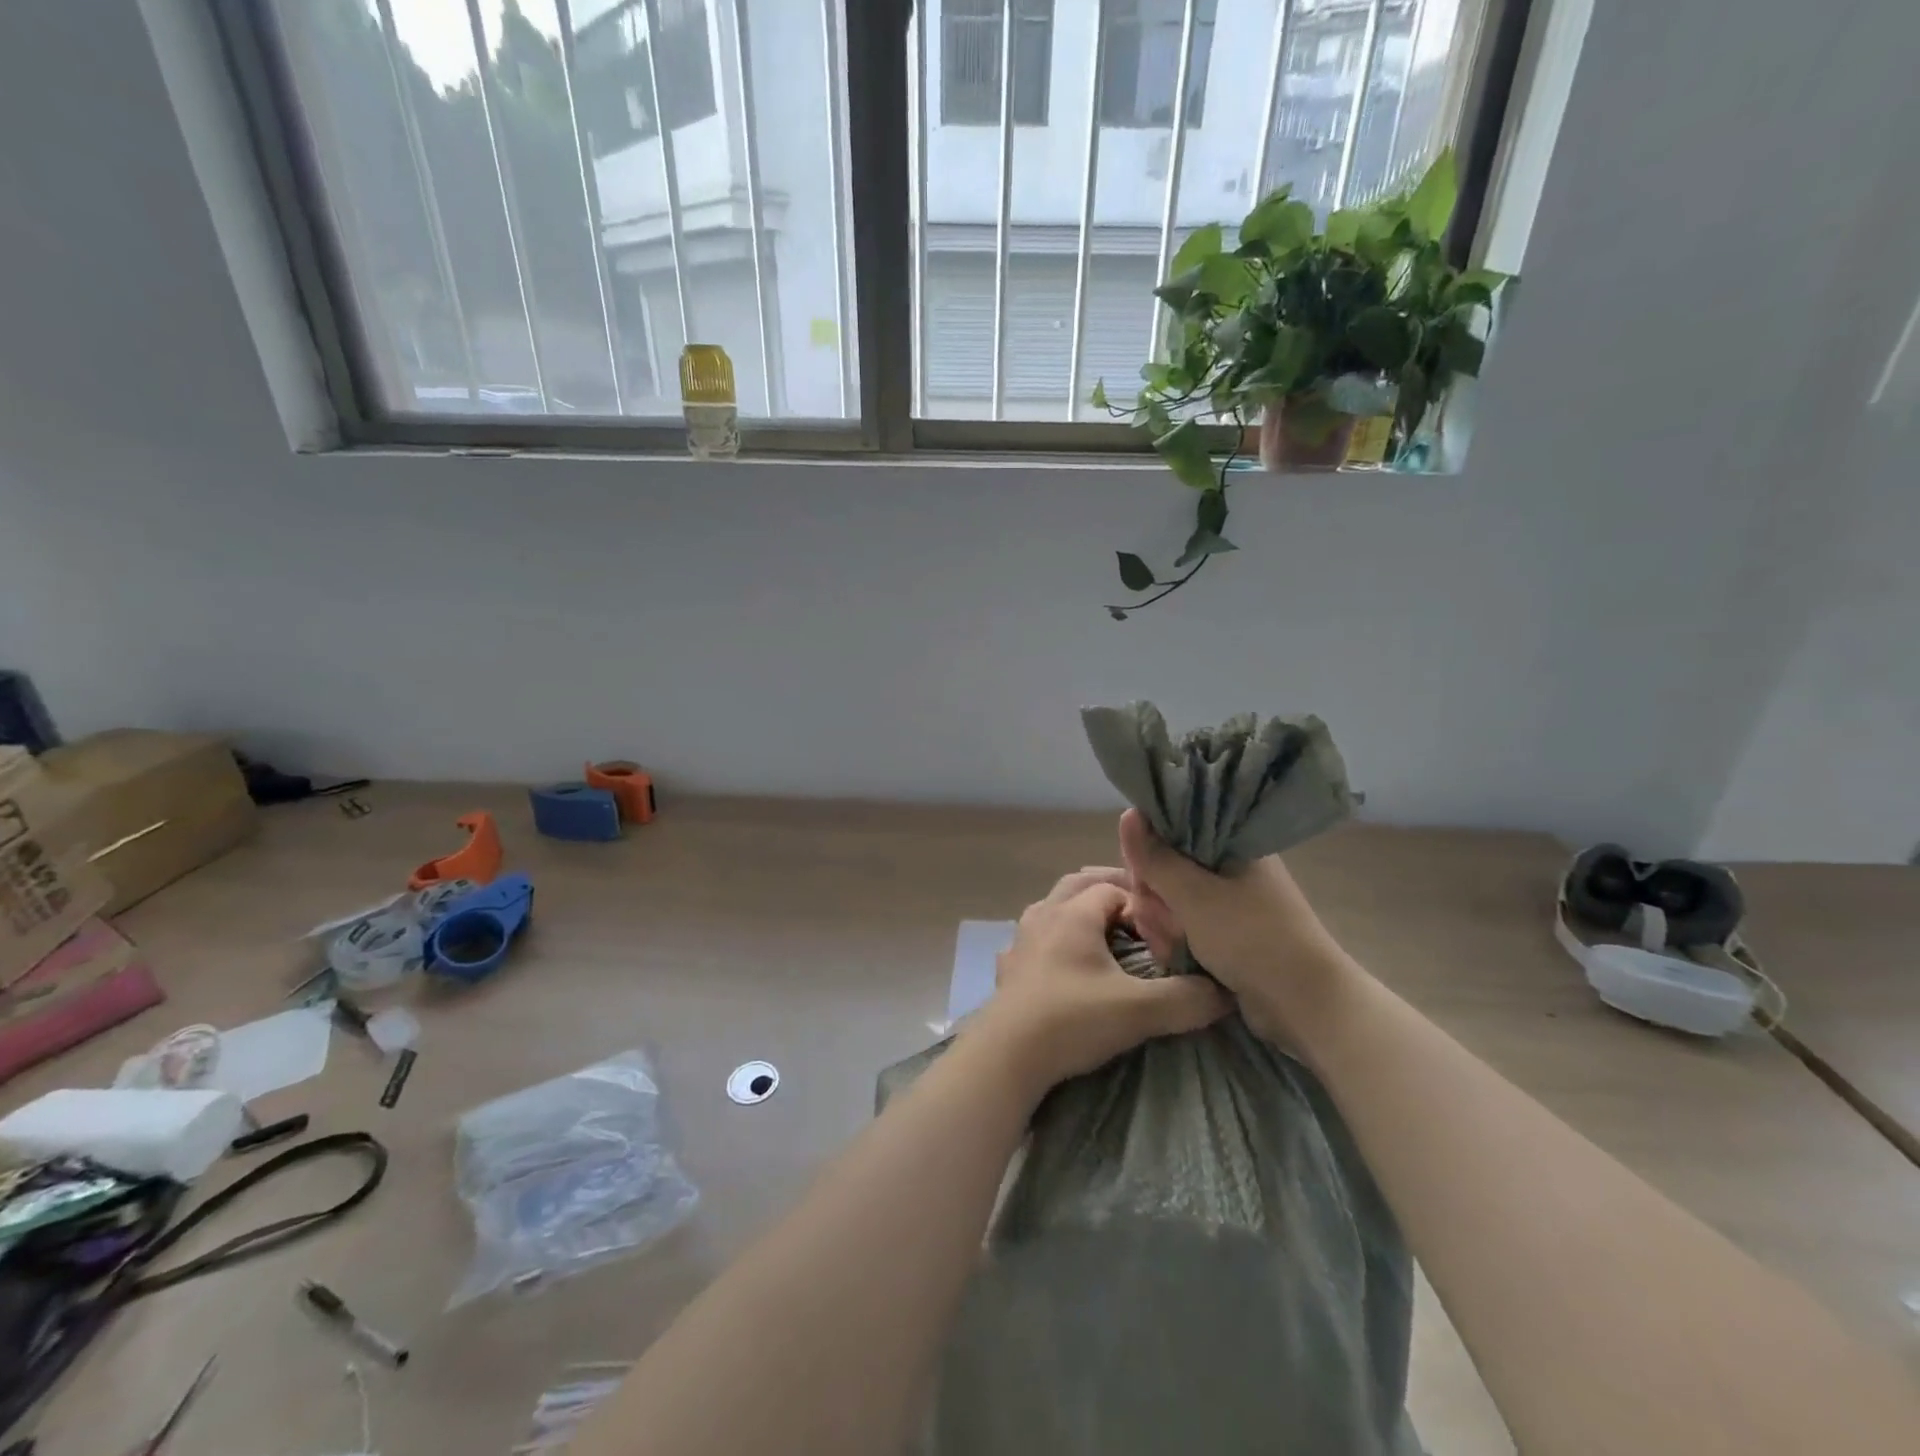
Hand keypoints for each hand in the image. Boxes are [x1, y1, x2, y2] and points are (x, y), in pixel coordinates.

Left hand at [970, 869, 1229, 1093]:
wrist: (1006, 1056)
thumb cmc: (1072, 1020)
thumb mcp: (1139, 1010)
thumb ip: (1186, 999)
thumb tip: (1225, 993)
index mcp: (1073, 913)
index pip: (1113, 888)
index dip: (1141, 900)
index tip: (1163, 924)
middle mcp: (1044, 916)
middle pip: (1078, 885)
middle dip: (1109, 891)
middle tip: (1138, 912)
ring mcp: (1021, 942)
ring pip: (1052, 908)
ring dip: (1077, 912)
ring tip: (1103, 934)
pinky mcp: (1009, 970)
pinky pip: (1033, 941)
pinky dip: (1052, 941)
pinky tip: (1061, 964)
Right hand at [1118, 809, 1356, 1047]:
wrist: (1303, 1004)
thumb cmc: (1250, 937)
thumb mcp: (1193, 895)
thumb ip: (1156, 858)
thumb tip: (1128, 813)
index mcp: (1234, 844)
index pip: (1176, 829)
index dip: (1150, 849)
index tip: (1140, 876)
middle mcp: (1232, 867)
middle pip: (1169, 866)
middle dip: (1153, 896)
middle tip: (1154, 918)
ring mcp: (1230, 902)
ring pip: (1172, 899)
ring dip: (1162, 921)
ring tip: (1166, 944)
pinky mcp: (1227, 932)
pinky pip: (1185, 924)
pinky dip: (1175, 938)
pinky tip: (1171, 954)